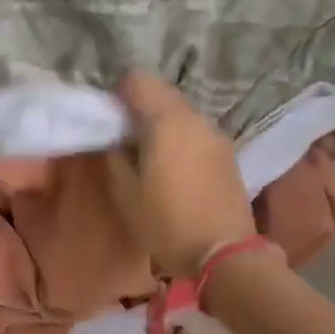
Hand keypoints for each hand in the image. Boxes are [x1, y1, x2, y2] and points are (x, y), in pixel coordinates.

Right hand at [107, 73, 255, 277]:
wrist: (225, 254)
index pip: (138, 80)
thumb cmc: (167, 223)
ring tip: (146, 152)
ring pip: (181, 112)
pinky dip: (179, 136)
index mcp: (167, 121)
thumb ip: (115, 155)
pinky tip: (172, 166)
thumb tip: (114, 137)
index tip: (107, 118)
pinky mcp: (227, 153)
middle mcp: (195, 118)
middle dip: (139, 106)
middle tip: (122, 136)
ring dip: (161, 122)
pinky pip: (196, 130)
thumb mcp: (126, 193)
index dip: (118, 92)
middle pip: (162, 92)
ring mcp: (216, 135)